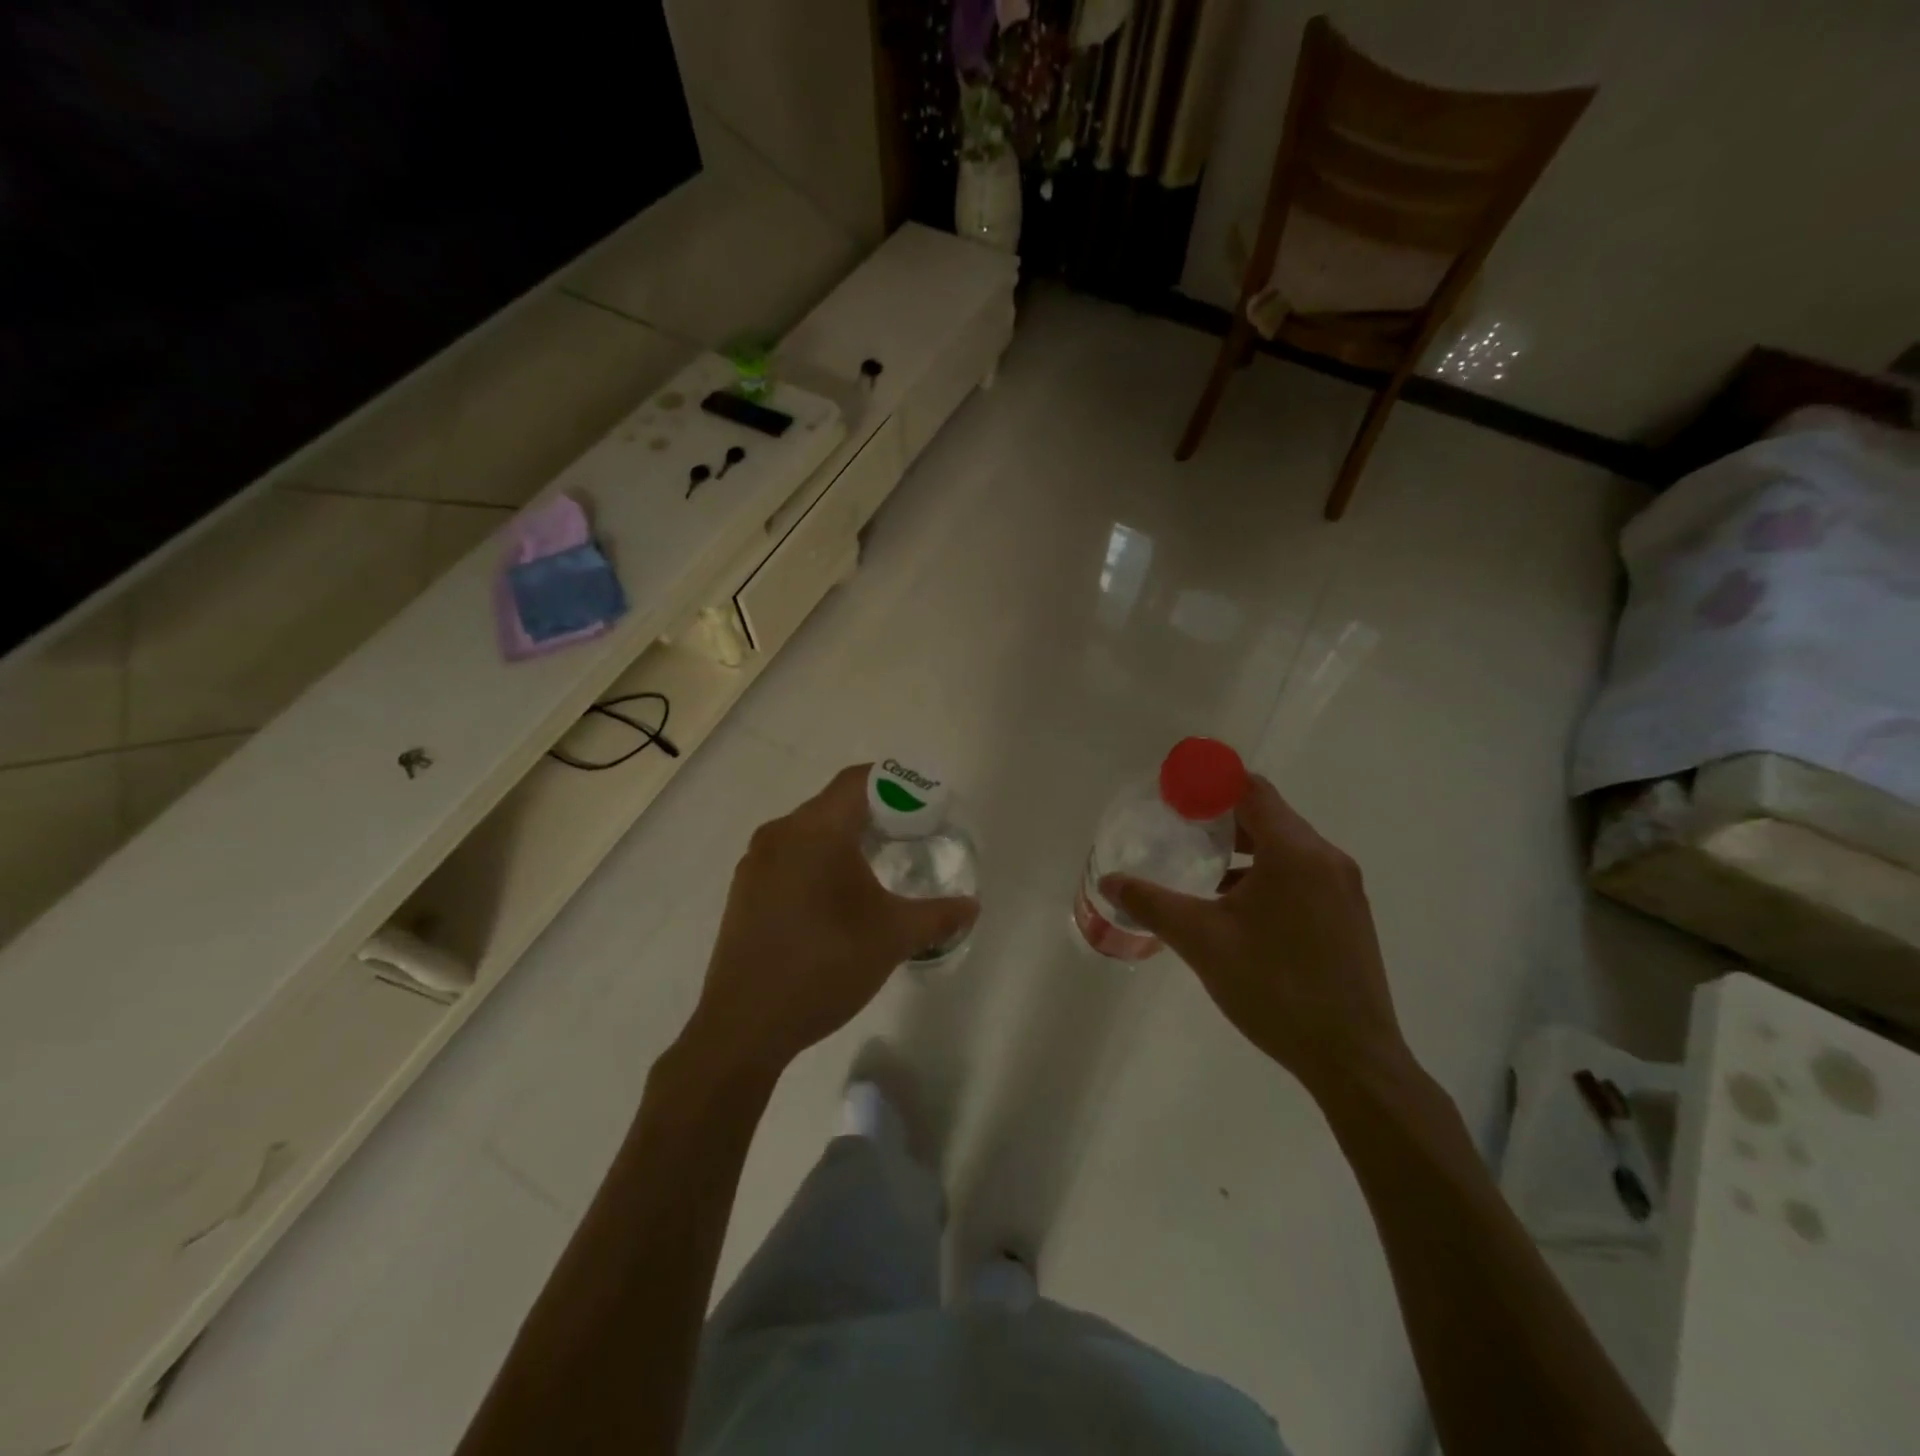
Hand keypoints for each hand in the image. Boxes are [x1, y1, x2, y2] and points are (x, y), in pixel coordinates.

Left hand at [681, 764, 977, 1078]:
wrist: (745, 1025)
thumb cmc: (825, 965)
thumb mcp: (893, 938)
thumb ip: (938, 916)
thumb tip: (971, 906)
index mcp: (816, 830)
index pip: (859, 781)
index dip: (895, 783)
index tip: (923, 804)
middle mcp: (780, 833)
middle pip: (834, 803)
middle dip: (874, 814)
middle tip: (909, 837)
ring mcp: (756, 862)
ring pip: (808, 831)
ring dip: (843, 839)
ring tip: (875, 868)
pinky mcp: (744, 890)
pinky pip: (788, 856)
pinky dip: (817, 861)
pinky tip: (834, 899)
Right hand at [1102, 775, 1406, 1098]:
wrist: (1352, 1059)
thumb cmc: (1274, 988)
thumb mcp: (1202, 942)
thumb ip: (1152, 904)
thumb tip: (1109, 880)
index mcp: (1295, 853)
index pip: (1251, 789)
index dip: (1210, 784)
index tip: (1174, 796)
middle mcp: (1326, 859)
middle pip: (1269, 815)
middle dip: (1221, 818)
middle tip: (1179, 831)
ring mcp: (1344, 889)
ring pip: (1286, 847)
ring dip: (1245, 849)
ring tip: (1202, 870)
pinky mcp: (1349, 916)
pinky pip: (1302, 874)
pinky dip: (1267, 874)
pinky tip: (1237, 909)